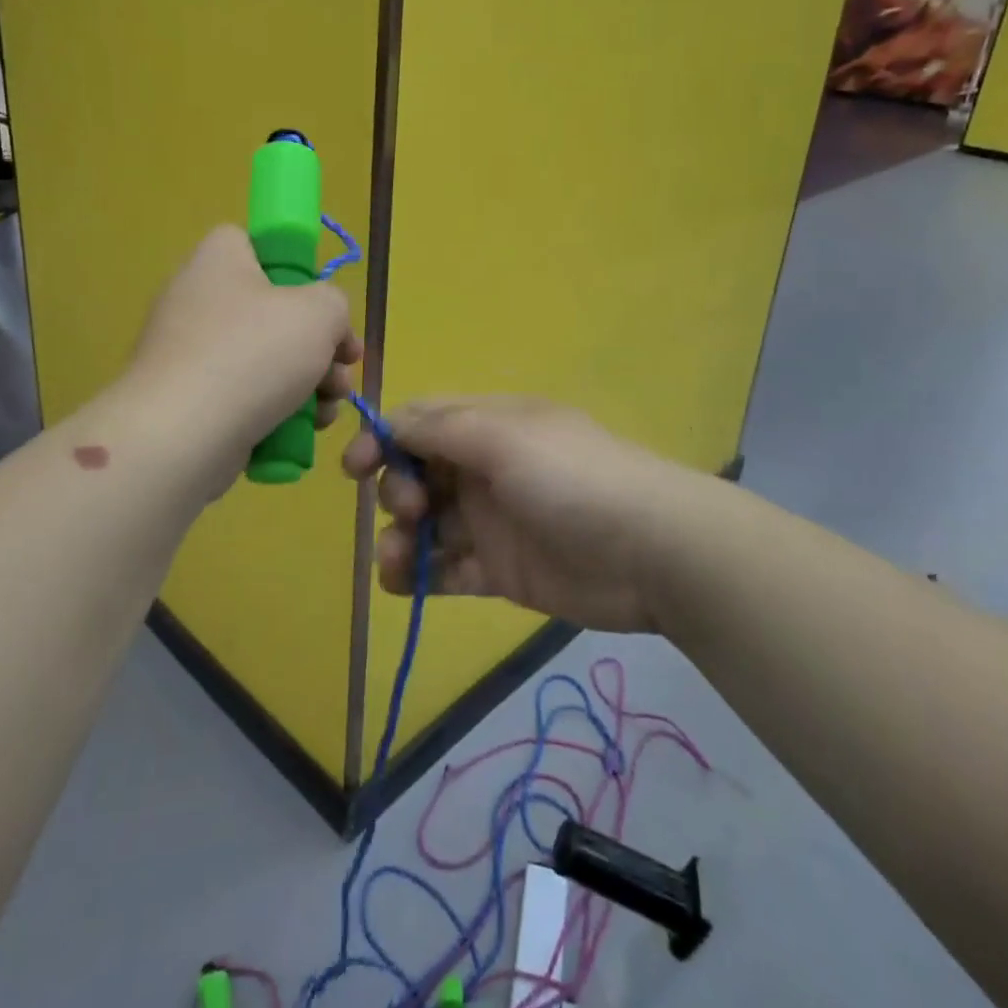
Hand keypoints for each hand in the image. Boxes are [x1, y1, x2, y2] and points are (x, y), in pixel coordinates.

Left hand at [131, 225, 360, 471]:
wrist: (183, 436)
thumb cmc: (254, 354)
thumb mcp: (320, 312)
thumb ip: (335, 303)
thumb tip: (326, 324)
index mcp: (219, 260)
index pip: (256, 244)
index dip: (295, 269)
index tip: (322, 305)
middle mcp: (197, 299)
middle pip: (272, 311)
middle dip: (319, 343)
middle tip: (344, 366)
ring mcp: (189, 353)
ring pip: (265, 359)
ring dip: (309, 382)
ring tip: (330, 407)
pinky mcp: (188, 400)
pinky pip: (243, 395)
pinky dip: (276, 410)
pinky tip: (304, 429)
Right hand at [342, 397, 698, 632]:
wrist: (653, 552)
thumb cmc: (572, 479)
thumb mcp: (504, 437)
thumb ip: (441, 428)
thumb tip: (389, 422)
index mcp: (488, 425)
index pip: (420, 422)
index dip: (383, 439)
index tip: (354, 468)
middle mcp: (485, 468)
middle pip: (417, 472)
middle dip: (396, 490)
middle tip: (410, 511)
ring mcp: (492, 520)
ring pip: (427, 524)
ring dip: (400, 540)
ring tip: (399, 561)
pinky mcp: (501, 570)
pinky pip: (447, 569)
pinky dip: (421, 576)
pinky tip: (407, 584)